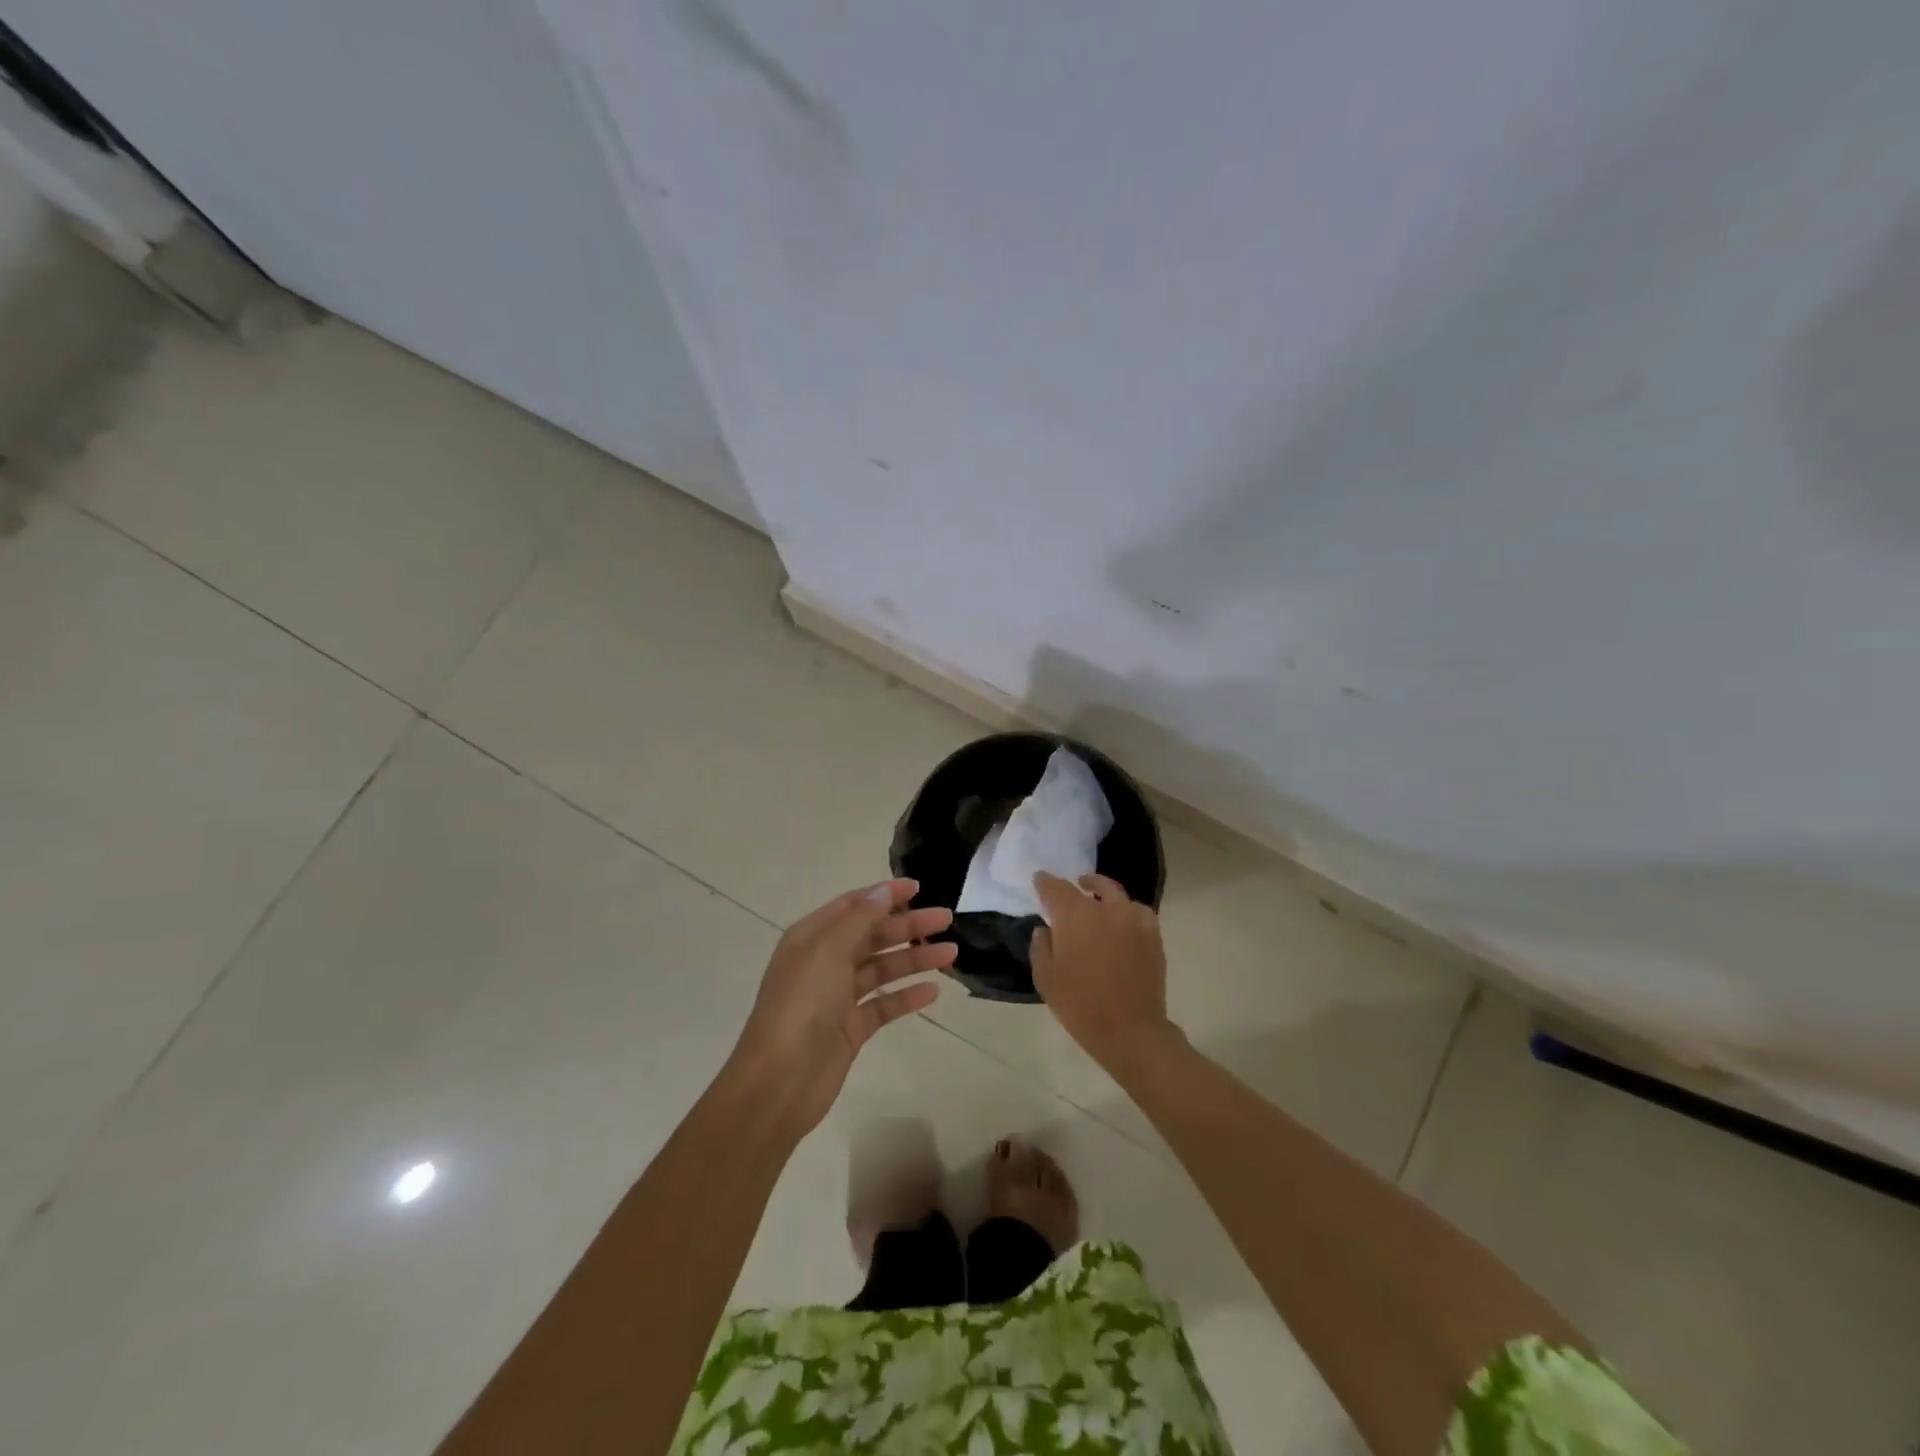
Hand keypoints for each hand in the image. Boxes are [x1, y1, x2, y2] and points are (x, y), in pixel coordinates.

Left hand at [725, 879, 952, 1135]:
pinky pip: (884, 1005)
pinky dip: (907, 996)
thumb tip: (884, 891)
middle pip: (872, 935)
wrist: (779, 1081)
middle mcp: (824, 963)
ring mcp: (837, 997)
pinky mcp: (851, 1029)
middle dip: (908, 926)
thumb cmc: (801, 1006)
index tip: (919, 888)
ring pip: (882, 969)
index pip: (853, 906)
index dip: (885, 894)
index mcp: (811, 938)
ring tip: (951, 953)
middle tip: (946, 919)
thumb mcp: (827, 951)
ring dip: (914, 959)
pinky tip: (933, 991)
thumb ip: (859, 919)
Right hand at [1031, 872, 1177, 1072]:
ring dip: (1103, 892)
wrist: (1130, 1030)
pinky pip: (1137, 911)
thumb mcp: (1046, 978)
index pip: (1056, 888)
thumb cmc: (1080, 1004)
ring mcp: (1133, 919)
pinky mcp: (1153, 934)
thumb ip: (1041, 947)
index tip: (1039, 879)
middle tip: (1071, 887)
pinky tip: (1121, 921)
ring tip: (1096, 899)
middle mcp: (1105, 908)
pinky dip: (1126, 910)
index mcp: (1075, 915)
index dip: (1045, 882)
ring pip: (1116, 894)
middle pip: (1090, 885)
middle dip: (1076, 884)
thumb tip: (1045, 930)